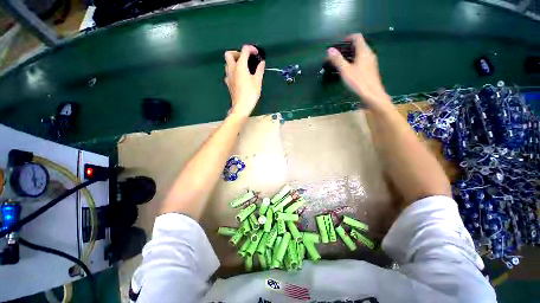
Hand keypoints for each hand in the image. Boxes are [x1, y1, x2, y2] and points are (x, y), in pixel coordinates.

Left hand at [224, 45, 264, 117]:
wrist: (241, 106)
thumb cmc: (251, 93)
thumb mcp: (258, 81)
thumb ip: (260, 70)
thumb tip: (262, 62)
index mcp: (240, 66)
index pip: (244, 50)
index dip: (251, 49)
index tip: (257, 54)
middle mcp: (232, 69)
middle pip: (229, 54)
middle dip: (237, 53)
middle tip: (245, 59)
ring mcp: (228, 76)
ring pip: (227, 64)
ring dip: (234, 62)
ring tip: (243, 68)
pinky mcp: (228, 84)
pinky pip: (228, 73)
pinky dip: (233, 71)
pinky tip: (239, 77)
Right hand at [327, 34, 391, 111]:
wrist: (372, 95)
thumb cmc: (358, 81)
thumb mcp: (345, 70)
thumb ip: (337, 60)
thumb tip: (329, 49)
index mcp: (364, 51)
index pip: (357, 37)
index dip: (348, 37)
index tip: (340, 43)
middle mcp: (369, 54)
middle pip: (359, 45)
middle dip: (348, 47)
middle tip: (338, 54)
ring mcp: (371, 63)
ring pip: (361, 54)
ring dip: (351, 55)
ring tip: (341, 62)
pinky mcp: (371, 70)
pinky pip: (363, 61)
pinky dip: (355, 61)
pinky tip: (349, 70)